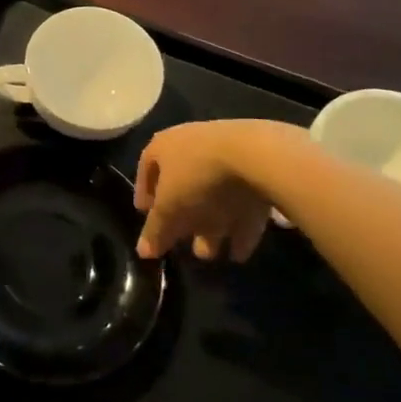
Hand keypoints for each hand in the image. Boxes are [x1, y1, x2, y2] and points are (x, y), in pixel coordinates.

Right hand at [134, 122, 274, 260]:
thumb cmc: (197, 176)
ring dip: (211, 226)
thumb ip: (155, 231)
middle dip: (182, 218)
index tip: (145, 216)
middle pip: (183, 186)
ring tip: (210, 254)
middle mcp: (192, 146)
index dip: (144, 195)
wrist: (257, 156)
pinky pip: (241, 201)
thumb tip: (143, 251)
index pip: (147, 169)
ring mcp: (227, 155)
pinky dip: (238, 226)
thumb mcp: (169, 208)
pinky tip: (238, 252)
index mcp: (164, 146)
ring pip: (213, 195)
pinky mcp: (256, 169)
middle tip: (181, 243)